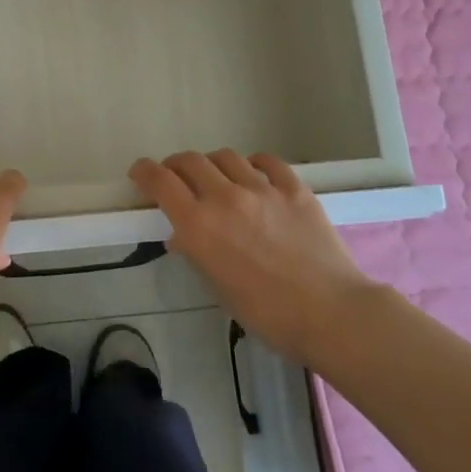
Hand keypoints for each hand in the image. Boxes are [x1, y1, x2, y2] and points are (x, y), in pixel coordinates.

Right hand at [130, 150, 378, 367]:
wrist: (331, 314)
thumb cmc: (267, 314)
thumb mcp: (218, 288)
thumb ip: (197, 253)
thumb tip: (183, 236)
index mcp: (199, 225)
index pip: (160, 181)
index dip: (144, 172)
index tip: (139, 173)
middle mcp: (225, 197)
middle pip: (189, 161)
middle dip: (175, 166)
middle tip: (176, 177)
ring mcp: (262, 189)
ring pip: (225, 157)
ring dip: (213, 164)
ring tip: (217, 178)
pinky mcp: (294, 188)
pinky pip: (267, 161)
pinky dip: (253, 164)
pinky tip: (254, 174)